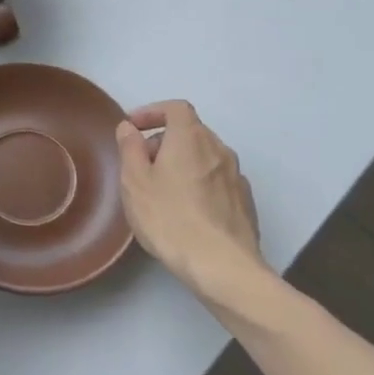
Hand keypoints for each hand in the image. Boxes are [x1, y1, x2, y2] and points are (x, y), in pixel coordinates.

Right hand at [116, 101, 267, 306]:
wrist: (222, 266)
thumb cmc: (170, 218)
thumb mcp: (135, 182)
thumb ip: (130, 148)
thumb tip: (129, 127)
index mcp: (191, 138)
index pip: (176, 108)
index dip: (152, 112)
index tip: (133, 128)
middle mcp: (219, 149)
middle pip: (190, 131)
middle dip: (164, 140)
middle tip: (142, 163)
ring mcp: (236, 176)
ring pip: (205, 156)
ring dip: (182, 162)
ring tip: (162, 189)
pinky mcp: (245, 202)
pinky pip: (217, 179)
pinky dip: (199, 182)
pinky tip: (187, 209)